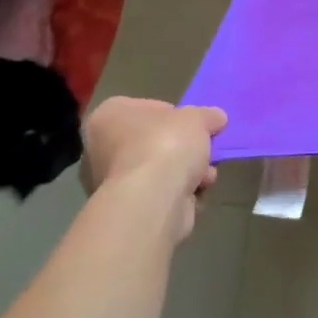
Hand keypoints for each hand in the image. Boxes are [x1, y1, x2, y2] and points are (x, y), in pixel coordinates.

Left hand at [81, 97, 227, 241]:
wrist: (152, 200)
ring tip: (205, 175)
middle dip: (183, 149)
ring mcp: (110, 182)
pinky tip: (195, 193)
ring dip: (187, 172)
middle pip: (154, 142)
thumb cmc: (166, 144)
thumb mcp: (198, 117)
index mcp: (109, 115)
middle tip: (204, 150)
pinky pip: (159, 194)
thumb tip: (216, 118)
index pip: (147, 108)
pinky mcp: (126, 209)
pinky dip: (179, 194)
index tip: (194, 125)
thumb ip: (208, 115)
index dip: (176, 115)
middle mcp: (101, 148)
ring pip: (159, 170)